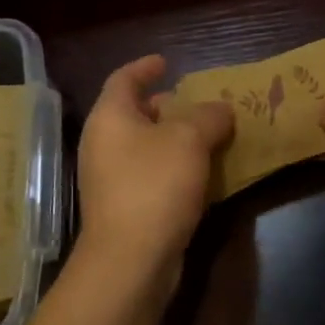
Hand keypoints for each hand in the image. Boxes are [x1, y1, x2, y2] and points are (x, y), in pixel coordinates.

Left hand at [74, 55, 233, 289]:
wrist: (130, 262)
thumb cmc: (154, 185)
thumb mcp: (190, 139)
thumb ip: (209, 116)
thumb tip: (221, 109)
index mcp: (110, 117)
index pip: (123, 79)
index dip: (145, 67)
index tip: (166, 62)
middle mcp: (103, 144)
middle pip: (134, 112)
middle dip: (166, 106)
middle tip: (197, 103)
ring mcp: (109, 179)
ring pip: (144, 146)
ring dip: (174, 139)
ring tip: (208, 136)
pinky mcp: (123, 209)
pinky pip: (150, 175)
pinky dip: (173, 167)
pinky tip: (202, 174)